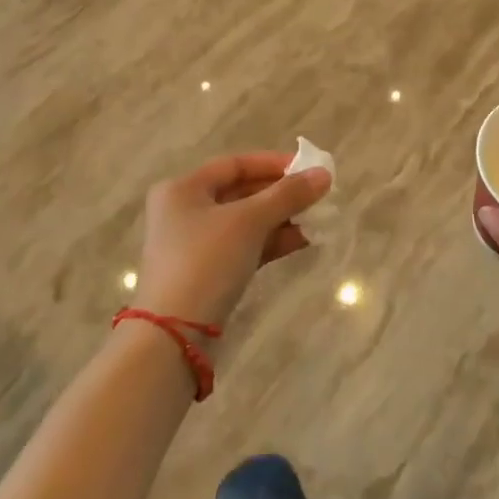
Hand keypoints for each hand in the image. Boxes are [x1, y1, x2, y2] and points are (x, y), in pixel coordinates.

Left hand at [134, 152, 330, 328]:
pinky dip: (272, 241)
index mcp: (183, 189)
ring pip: (246, 222)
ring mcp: (195, 245)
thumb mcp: (249, 221)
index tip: (308, 168)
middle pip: (241, 192)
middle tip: (318, 195)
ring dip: (281, 218)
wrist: (174, 335)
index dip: (273, 163)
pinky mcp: (207, 273)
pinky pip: (245, 246)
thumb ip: (288, 195)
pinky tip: (303, 240)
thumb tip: (324, 174)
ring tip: (318, 218)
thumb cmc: (207, 261)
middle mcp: (185, 212)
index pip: (235, 165)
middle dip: (281, 194)